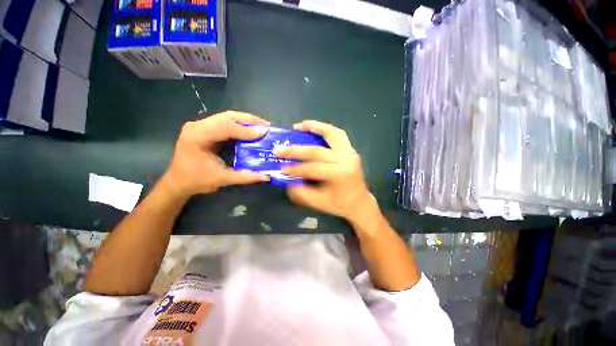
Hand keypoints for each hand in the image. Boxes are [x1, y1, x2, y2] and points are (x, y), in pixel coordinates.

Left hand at [161, 111, 269, 198]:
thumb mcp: (223, 179)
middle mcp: (197, 126)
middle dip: (249, 120)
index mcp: (198, 137)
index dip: (246, 130)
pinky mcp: (204, 128)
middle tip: (266, 126)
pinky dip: (239, 124)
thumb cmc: (197, 181)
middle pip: (227, 116)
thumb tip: (267, 177)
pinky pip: (225, 121)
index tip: (264, 132)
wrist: (178, 182)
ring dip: (245, 120)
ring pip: (226, 116)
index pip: (225, 127)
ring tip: (261, 125)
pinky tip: (250, 129)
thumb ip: (245, 177)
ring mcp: (199, 125)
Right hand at [275, 120, 374, 222]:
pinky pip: (337, 135)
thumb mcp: (318, 203)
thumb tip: (287, 180)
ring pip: (332, 133)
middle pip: (317, 150)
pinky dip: (325, 129)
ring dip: (315, 127)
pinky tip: (314, 128)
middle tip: (281, 149)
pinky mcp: (351, 150)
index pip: (312, 168)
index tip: (282, 168)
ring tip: (299, 126)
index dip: (295, 169)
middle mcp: (346, 160)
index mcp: (339, 174)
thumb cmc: (340, 204)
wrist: (359, 202)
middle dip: (296, 150)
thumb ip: (301, 193)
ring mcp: (350, 152)